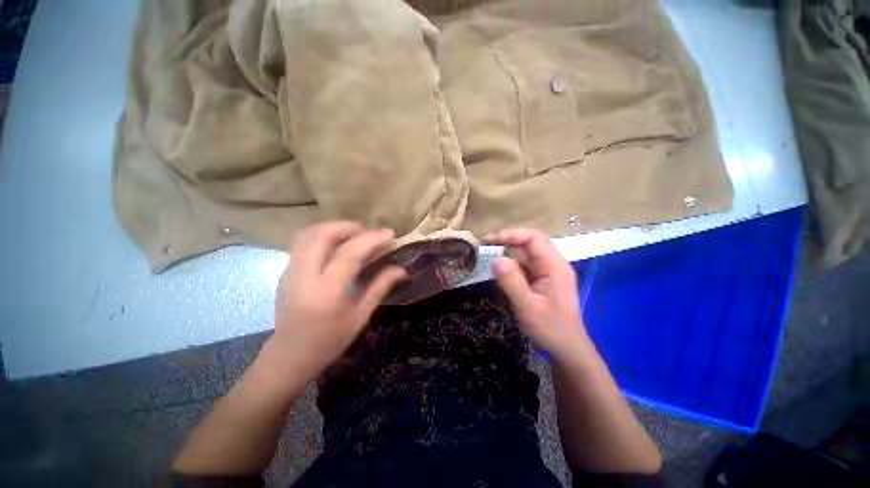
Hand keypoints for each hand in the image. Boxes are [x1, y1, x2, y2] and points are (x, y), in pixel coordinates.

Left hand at [264, 222, 406, 382]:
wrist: (290, 356)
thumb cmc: (330, 340)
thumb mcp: (361, 315)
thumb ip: (380, 287)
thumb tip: (402, 270)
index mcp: (327, 292)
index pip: (349, 253)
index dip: (371, 239)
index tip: (389, 233)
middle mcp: (304, 277)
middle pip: (322, 235)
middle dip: (348, 227)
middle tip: (368, 232)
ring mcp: (290, 272)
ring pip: (308, 235)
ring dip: (333, 228)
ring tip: (354, 235)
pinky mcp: (285, 272)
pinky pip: (302, 243)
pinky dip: (322, 236)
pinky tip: (337, 245)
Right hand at [487, 228, 584, 358]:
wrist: (566, 349)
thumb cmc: (551, 329)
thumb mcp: (528, 307)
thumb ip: (511, 282)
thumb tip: (495, 259)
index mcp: (554, 266)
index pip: (534, 238)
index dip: (511, 234)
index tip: (490, 240)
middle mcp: (551, 264)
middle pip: (526, 246)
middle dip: (505, 249)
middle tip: (483, 256)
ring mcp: (546, 272)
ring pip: (522, 257)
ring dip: (506, 262)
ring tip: (493, 274)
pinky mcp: (540, 280)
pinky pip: (522, 268)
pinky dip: (509, 272)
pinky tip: (503, 283)